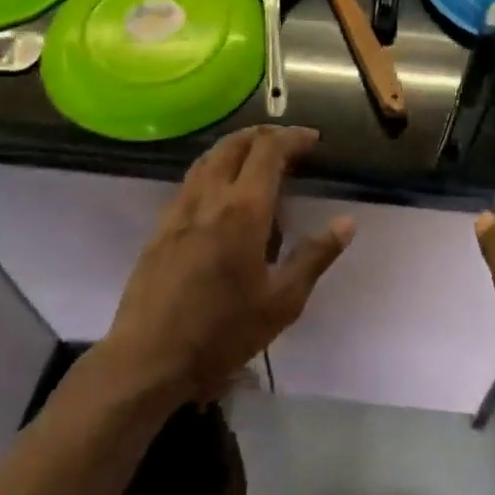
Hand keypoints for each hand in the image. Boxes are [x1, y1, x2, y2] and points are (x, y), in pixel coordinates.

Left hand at [105, 126, 352, 402]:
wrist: (148, 359)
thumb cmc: (222, 332)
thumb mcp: (282, 302)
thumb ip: (314, 256)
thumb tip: (346, 222)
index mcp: (243, 210)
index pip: (269, 151)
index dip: (292, 138)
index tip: (313, 140)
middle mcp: (209, 198)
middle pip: (235, 144)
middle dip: (264, 135)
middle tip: (288, 144)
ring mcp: (180, 210)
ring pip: (209, 158)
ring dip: (237, 147)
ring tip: (258, 159)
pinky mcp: (161, 227)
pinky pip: (192, 180)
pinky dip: (215, 168)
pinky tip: (223, 194)